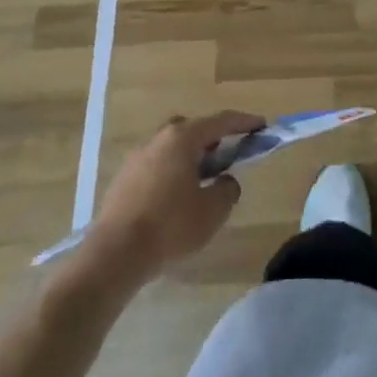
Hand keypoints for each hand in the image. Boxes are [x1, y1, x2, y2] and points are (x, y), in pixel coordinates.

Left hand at [87, 111, 263, 283]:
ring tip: (202, 184)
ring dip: (189, 159)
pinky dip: (171, 175)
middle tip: (226, 157)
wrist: (115, 254)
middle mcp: (158, 140)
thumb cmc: (170, 226)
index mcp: (182, 138)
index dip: (244, 123)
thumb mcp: (212, 210)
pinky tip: (175, 201)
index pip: (220, 122)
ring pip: (171, 149)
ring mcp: (136, 158)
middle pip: (191, 130)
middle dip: (212, 139)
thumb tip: (225, 181)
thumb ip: (227, 189)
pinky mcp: (122, 180)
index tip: (261, 125)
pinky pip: (156, 167)